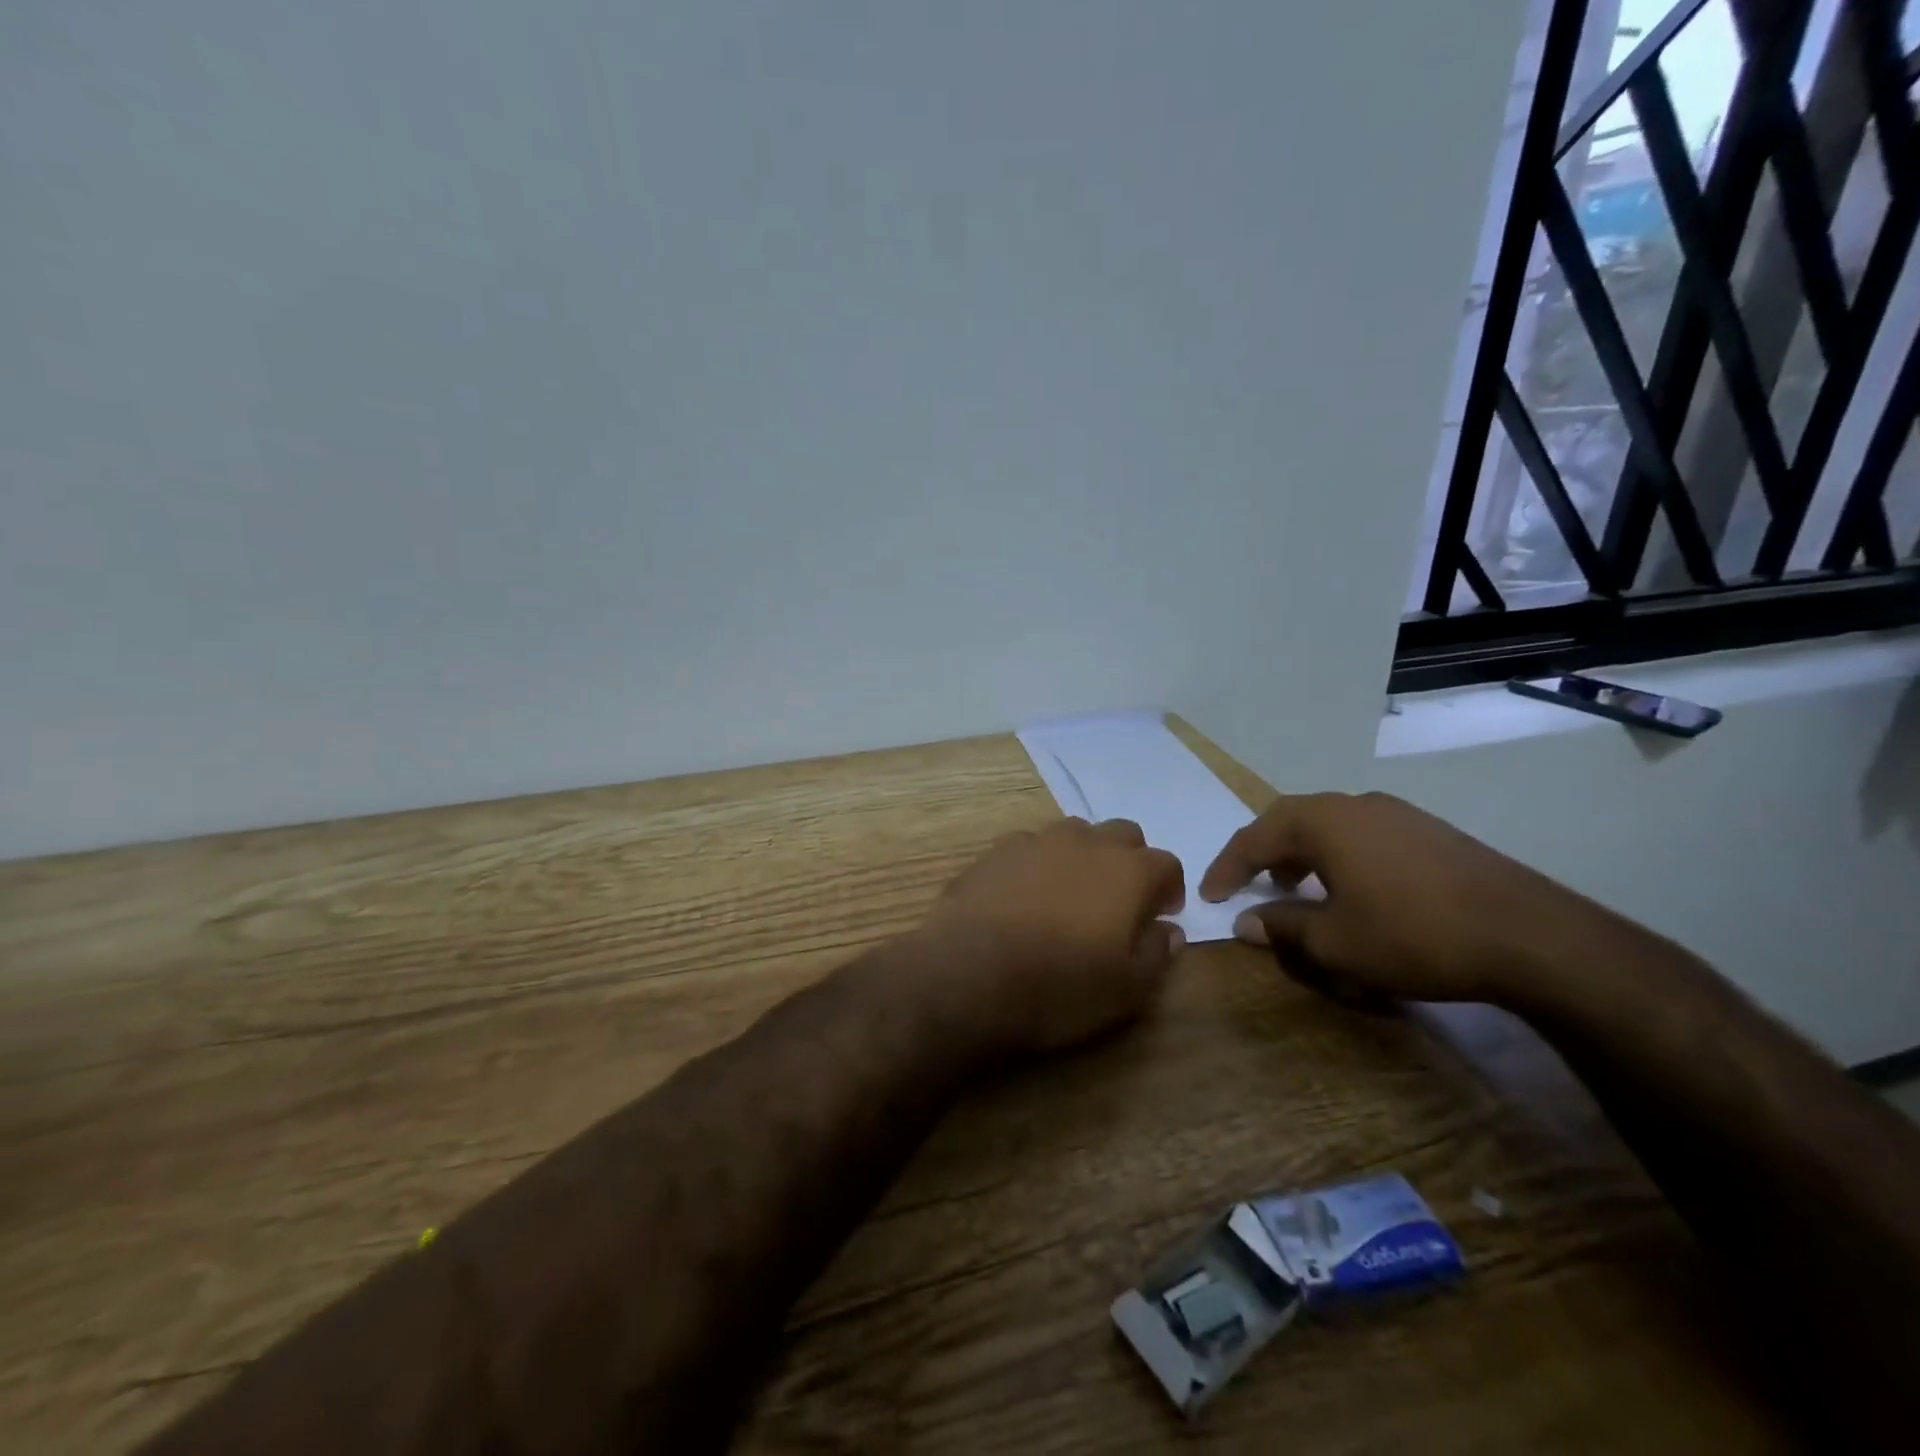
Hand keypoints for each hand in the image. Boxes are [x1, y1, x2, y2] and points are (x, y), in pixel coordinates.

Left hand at [915, 818, 1186, 1055]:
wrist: (969, 972)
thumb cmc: (1059, 986)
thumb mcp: (1126, 990)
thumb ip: (1156, 953)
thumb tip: (1168, 930)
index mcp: (1128, 871)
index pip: (1166, 863)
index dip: (1169, 888)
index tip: (1160, 915)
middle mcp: (1086, 843)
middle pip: (1123, 834)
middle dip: (1130, 861)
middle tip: (1119, 901)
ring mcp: (1037, 841)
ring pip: (1075, 833)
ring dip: (1084, 855)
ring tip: (1071, 894)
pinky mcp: (996, 851)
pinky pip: (1030, 845)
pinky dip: (1039, 863)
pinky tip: (1025, 894)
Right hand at [1198, 792, 1595, 1005]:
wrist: (1529, 935)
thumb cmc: (1413, 935)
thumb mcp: (1336, 942)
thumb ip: (1283, 927)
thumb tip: (1245, 923)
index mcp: (1322, 823)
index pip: (1254, 838)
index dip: (1226, 868)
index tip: (1209, 896)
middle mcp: (1354, 805)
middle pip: (1289, 820)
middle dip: (1262, 853)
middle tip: (1247, 884)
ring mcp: (1396, 813)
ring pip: (1329, 825)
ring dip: (1302, 853)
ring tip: (1297, 887)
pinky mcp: (1429, 830)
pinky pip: (1363, 834)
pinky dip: (1339, 856)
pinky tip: (1353, 888)